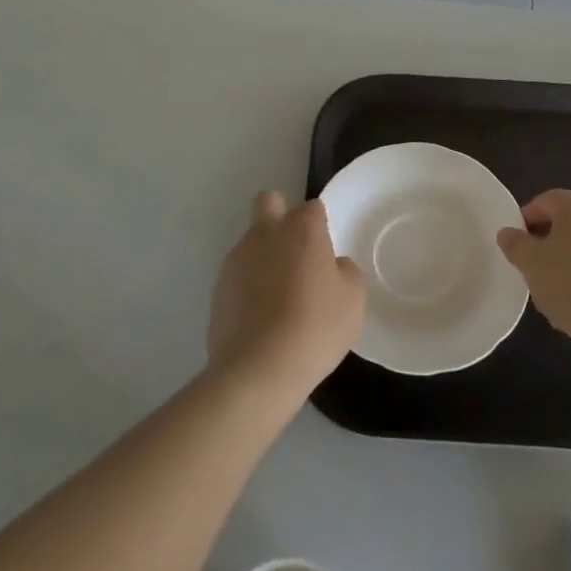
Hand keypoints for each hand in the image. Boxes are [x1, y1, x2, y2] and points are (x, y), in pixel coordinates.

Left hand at [208, 191, 365, 404]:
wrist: (258, 369)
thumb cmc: (315, 328)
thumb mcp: (352, 300)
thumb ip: (345, 271)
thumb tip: (333, 265)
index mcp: (302, 229)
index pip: (312, 208)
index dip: (320, 225)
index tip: (325, 251)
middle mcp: (267, 233)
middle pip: (270, 201)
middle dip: (281, 214)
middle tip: (295, 251)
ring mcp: (238, 258)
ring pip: (252, 239)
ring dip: (264, 254)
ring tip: (278, 295)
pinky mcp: (218, 287)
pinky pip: (238, 273)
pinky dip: (249, 284)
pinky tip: (260, 315)